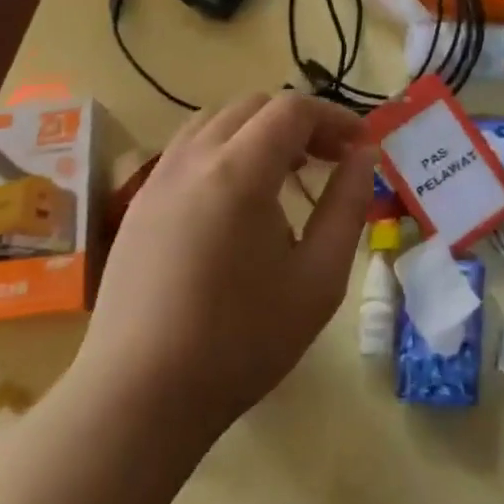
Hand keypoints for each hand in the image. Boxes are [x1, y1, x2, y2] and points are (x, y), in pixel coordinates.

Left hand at [76, 93, 375, 445]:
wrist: (139, 397)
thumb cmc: (241, 341)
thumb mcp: (318, 278)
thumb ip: (347, 206)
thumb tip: (364, 156)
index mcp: (238, 171)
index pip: (292, 109)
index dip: (334, 117)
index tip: (362, 146)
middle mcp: (193, 159)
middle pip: (254, 106)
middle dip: (300, 121)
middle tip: (331, 159)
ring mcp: (158, 178)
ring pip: (216, 121)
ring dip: (259, 132)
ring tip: (287, 174)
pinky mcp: (139, 203)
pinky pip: (189, 149)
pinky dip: (225, 150)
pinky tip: (238, 200)